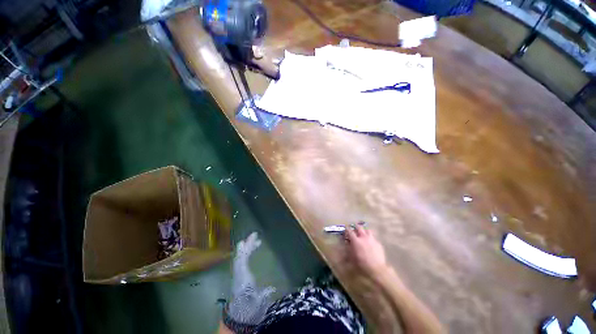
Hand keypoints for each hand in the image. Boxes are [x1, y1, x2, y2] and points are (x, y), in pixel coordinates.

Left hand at [228, 232, 275, 324]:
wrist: (238, 318)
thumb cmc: (249, 309)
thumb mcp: (258, 303)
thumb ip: (264, 294)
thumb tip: (273, 287)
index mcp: (242, 278)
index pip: (242, 260)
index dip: (246, 249)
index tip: (251, 239)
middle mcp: (238, 274)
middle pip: (241, 256)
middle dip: (247, 245)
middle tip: (255, 235)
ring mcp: (238, 274)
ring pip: (240, 257)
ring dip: (247, 248)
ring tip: (255, 241)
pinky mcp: (239, 276)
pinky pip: (241, 261)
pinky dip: (246, 254)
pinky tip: (251, 251)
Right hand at [345, 225, 387, 275]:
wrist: (377, 269)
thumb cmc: (362, 264)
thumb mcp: (352, 257)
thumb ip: (349, 248)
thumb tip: (347, 243)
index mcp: (356, 240)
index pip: (350, 231)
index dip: (347, 229)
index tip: (346, 229)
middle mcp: (363, 237)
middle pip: (359, 227)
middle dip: (356, 227)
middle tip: (354, 229)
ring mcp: (372, 239)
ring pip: (367, 230)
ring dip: (364, 231)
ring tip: (363, 233)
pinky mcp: (378, 243)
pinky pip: (373, 238)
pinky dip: (371, 239)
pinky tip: (371, 243)